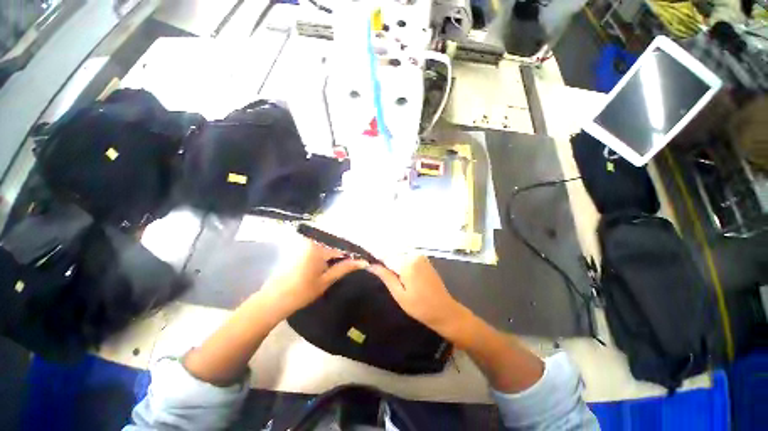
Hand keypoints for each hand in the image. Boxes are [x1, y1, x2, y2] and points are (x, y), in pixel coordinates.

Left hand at [264, 239, 367, 314]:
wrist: (273, 301)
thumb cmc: (301, 292)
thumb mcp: (326, 281)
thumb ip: (345, 268)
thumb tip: (363, 262)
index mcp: (318, 247)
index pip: (342, 247)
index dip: (353, 255)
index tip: (363, 261)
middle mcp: (311, 242)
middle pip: (335, 245)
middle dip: (346, 254)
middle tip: (357, 263)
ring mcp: (305, 245)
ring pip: (328, 248)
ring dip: (337, 255)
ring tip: (348, 264)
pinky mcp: (301, 251)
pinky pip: (320, 250)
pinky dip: (328, 256)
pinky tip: (334, 264)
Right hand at [368, 254, 469, 337]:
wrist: (444, 310)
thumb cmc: (420, 306)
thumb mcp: (399, 294)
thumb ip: (385, 276)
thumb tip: (371, 265)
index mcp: (407, 263)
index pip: (386, 255)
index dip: (375, 257)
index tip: (366, 259)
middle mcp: (414, 255)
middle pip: (392, 254)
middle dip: (384, 261)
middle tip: (376, 270)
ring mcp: (420, 256)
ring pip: (399, 255)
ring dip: (392, 262)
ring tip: (388, 274)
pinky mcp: (424, 260)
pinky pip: (407, 257)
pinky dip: (400, 262)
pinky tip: (399, 273)